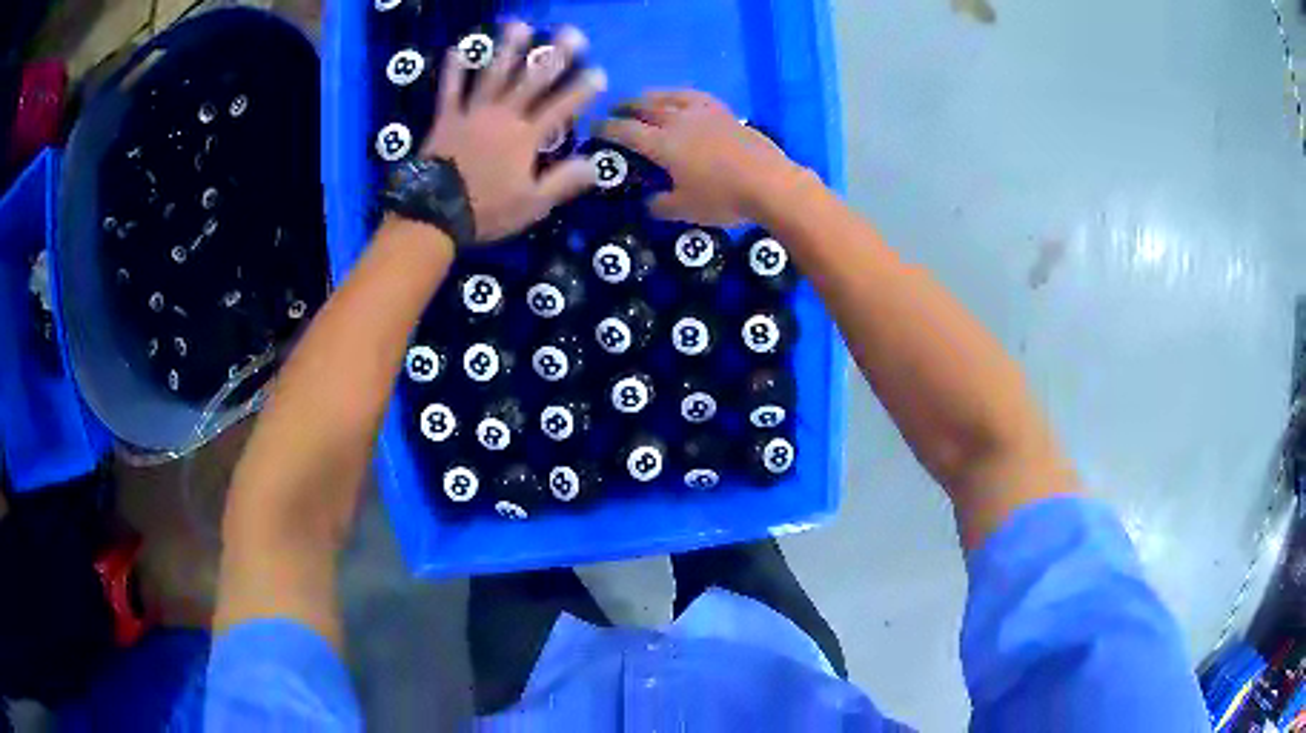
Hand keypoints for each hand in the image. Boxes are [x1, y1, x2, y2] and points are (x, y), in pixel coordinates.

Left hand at [421, 22, 605, 242]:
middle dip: (554, 56)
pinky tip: (457, 49)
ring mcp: (472, 114)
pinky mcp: (446, 119)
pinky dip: (453, 70)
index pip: (561, 108)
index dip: (582, 90)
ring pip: (493, 75)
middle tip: (570, 33)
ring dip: (507, 49)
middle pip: (532, 81)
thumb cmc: (485, 211)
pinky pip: (449, 90)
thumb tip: (597, 165)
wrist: (434, 215)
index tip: (599, 72)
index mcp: (525, 138)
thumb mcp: (531, 204)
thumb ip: (564, 182)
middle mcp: (503, 117)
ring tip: (520, 25)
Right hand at [595, 91, 800, 226]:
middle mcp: (678, 122)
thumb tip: (648, 202)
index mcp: (662, 144)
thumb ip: (661, 205)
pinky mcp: (723, 112)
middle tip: (614, 110)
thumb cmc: (723, 198)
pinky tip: (680, 98)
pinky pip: (696, 96)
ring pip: (668, 97)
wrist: (769, 183)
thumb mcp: (685, 209)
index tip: (593, 127)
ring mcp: (702, 113)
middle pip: (644, 107)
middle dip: (624, 107)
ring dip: (649, 97)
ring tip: (641, 99)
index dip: (606, 128)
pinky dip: (681, 95)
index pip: (625, 131)